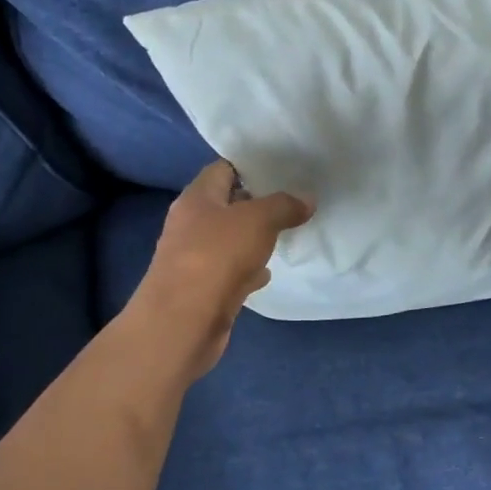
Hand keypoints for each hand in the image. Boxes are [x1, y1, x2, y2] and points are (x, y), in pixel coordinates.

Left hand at [126, 161, 314, 380]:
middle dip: (257, 203)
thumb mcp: (258, 220)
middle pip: (227, 205)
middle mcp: (191, 224)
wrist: (182, 323)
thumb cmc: (216, 257)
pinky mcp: (203, 289)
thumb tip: (307, 199)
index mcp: (197, 198)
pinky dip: (248, 269)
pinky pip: (230, 271)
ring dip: (254, 238)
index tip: (282, 169)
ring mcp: (195, 258)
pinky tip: (267, 272)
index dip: (250, 166)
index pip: (223, 169)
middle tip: (293, 201)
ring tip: (288, 232)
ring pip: (230, 240)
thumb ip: (284, 205)